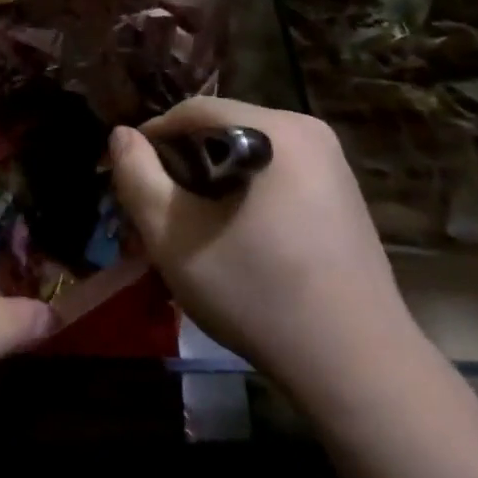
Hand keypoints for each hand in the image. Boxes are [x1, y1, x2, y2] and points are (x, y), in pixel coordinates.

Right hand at [109, 97, 416, 386]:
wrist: (356, 367)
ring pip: (248, 151)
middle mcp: (308, 130)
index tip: (129, 177)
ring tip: (192, 225)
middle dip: (183, 162)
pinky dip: (245, 192)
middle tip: (158, 208)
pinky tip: (236, 236)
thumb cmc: (258, 294)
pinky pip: (276, 172)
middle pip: (222, 128)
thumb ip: (137, 177)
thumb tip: (121, 135)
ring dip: (212, 179)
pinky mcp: (341, 193)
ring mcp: (332, 162)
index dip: (151, 137)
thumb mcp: (175, 237)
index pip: (193, 110)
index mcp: (276, 129)